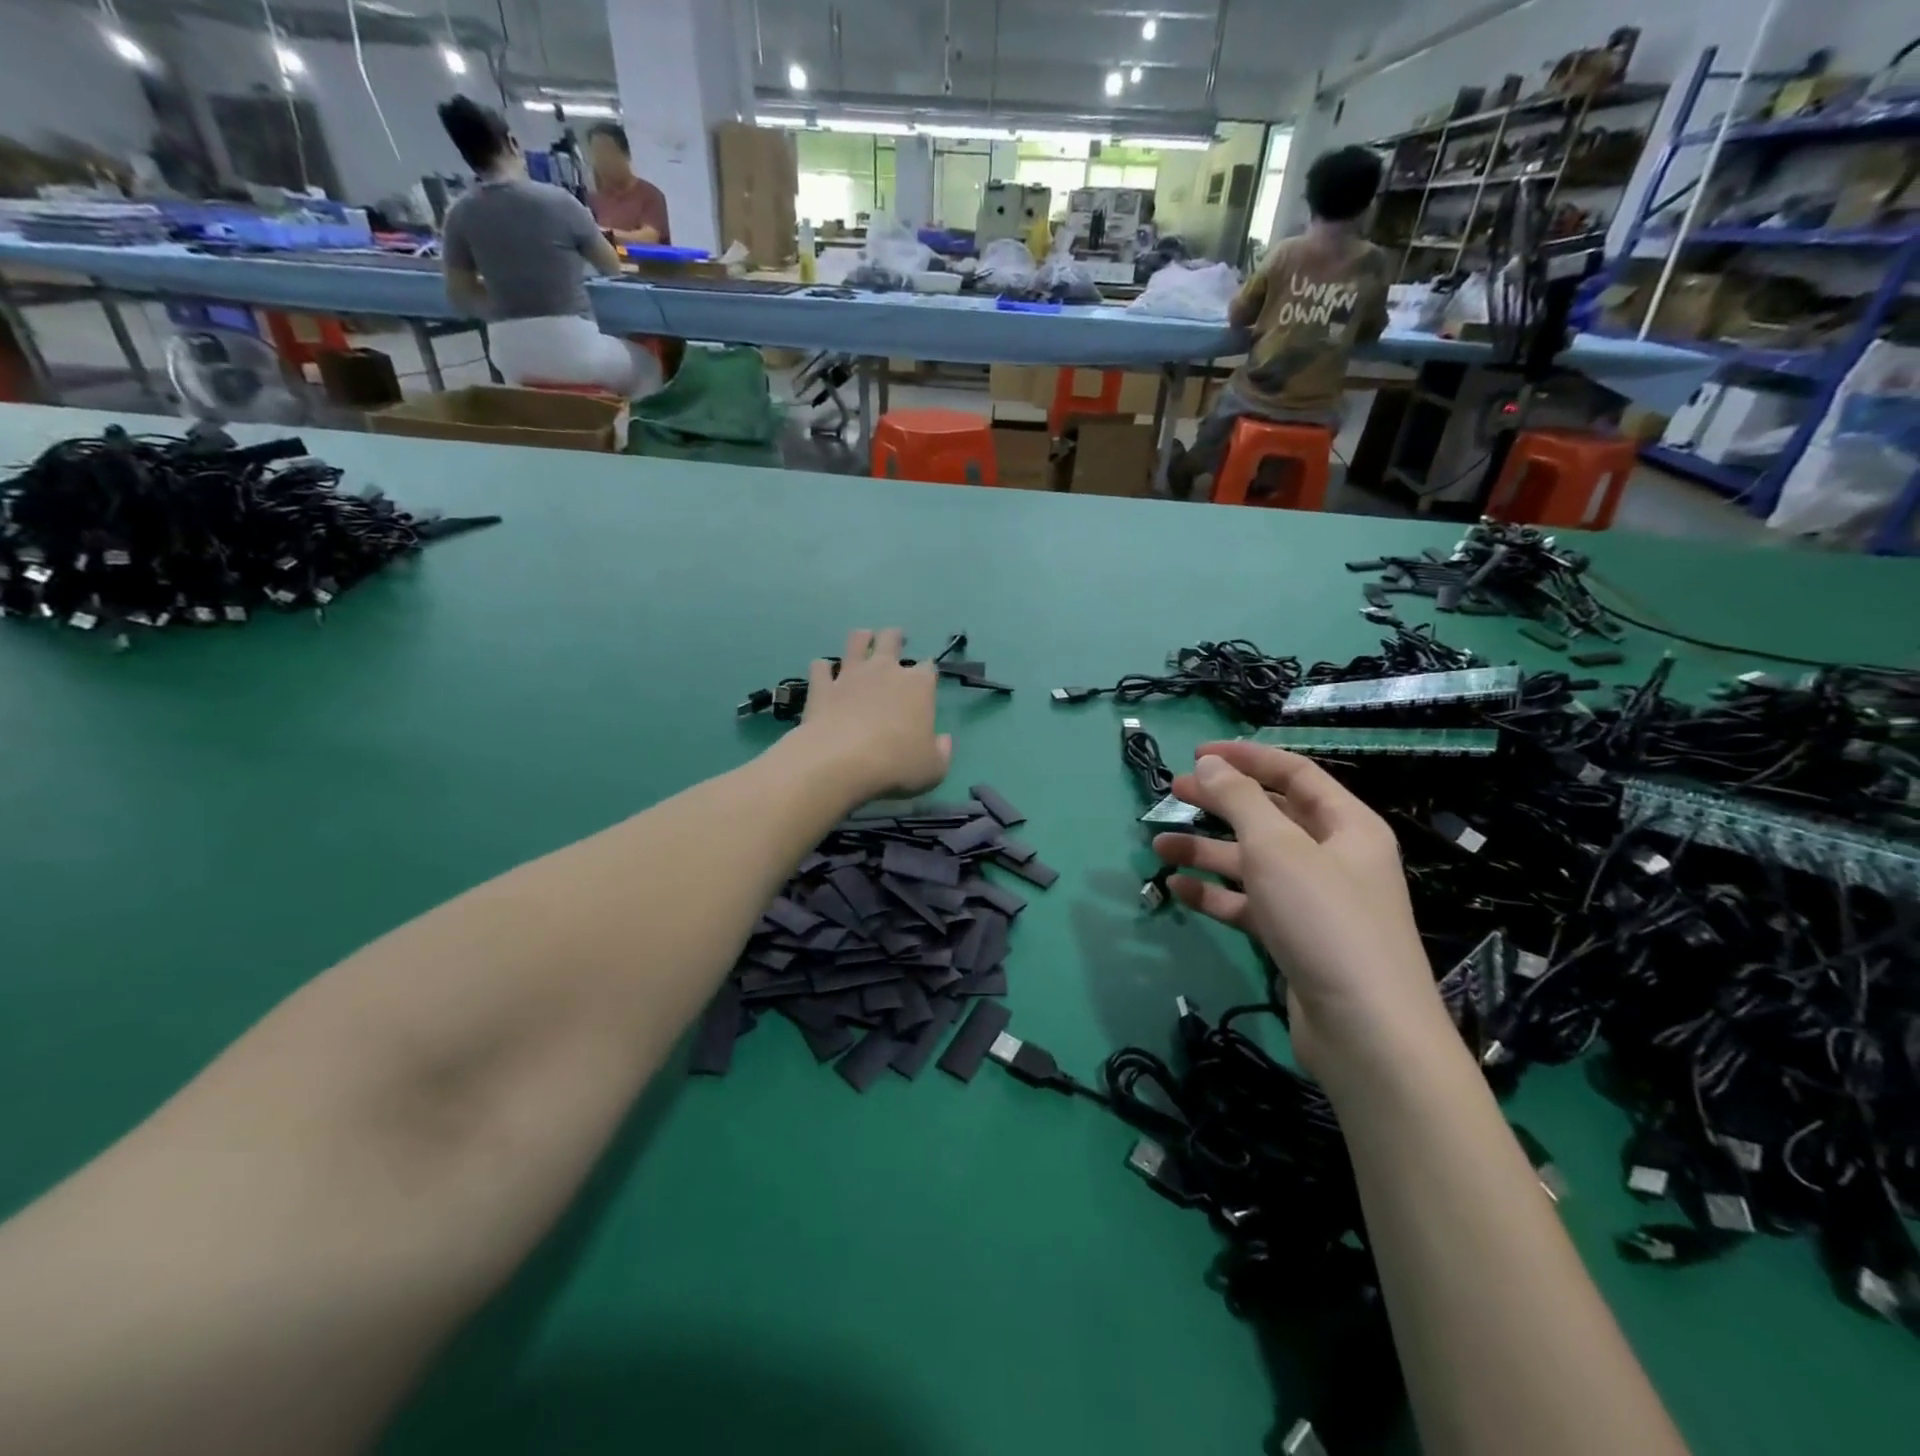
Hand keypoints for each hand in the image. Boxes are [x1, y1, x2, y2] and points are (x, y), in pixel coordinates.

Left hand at [787, 628, 951, 804]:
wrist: (840, 761)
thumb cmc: (895, 764)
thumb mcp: (933, 769)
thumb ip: (942, 752)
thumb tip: (944, 741)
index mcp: (918, 686)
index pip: (928, 668)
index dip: (928, 672)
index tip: (926, 681)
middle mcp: (885, 670)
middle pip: (891, 639)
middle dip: (895, 637)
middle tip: (896, 639)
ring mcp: (850, 675)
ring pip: (856, 641)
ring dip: (861, 638)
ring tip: (863, 639)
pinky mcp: (822, 687)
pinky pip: (820, 667)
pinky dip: (823, 668)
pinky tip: (824, 673)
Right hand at [1152, 741, 1443, 1080]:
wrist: (1365, 1032)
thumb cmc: (1324, 921)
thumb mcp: (1277, 848)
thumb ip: (1240, 800)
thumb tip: (1209, 762)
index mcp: (1347, 826)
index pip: (1294, 773)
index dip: (1246, 757)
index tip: (1197, 753)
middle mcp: (1334, 857)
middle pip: (1270, 816)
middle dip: (1221, 802)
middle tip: (1173, 792)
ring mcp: (1315, 901)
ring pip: (1254, 862)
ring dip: (1207, 851)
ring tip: (1159, 846)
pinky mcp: (1295, 939)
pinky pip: (1249, 904)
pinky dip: (1215, 894)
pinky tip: (1177, 890)